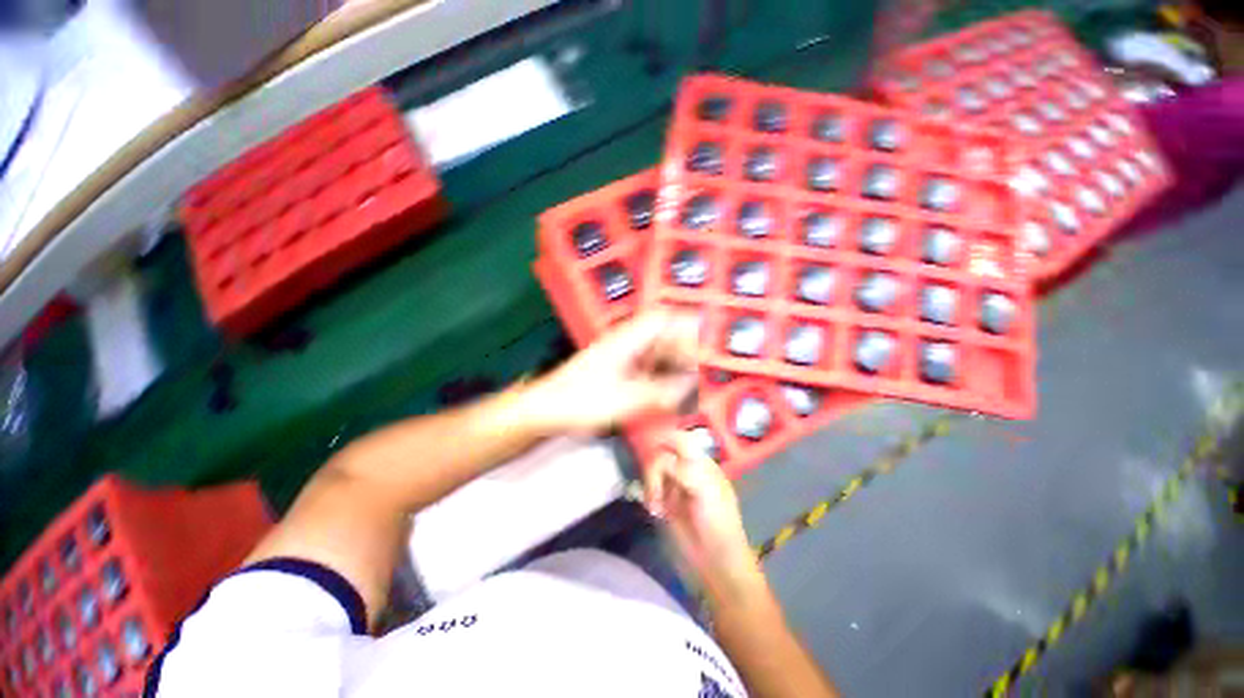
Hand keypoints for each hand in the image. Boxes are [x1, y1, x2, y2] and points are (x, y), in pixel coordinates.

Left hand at [524, 311, 698, 433]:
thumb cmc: (578, 400)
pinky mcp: (614, 369)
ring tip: (684, 381)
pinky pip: (644, 365)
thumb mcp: (624, 400)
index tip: (701, 343)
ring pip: (653, 350)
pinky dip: (657, 373)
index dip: (684, 325)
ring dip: (670, 362)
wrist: (545, 409)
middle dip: (681, 348)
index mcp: (625, 340)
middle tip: (695, 369)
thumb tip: (687, 387)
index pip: (661, 318)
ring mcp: (618, 355)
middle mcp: (623, 343)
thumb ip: (659, 393)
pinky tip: (663, 390)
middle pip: (660, 334)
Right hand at [644, 434, 764, 598]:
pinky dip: (648, 494)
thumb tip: (661, 459)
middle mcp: (686, 470)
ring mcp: (674, 487)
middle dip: (654, 466)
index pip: (681, 440)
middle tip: (653, 487)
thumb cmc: (718, 526)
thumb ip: (685, 469)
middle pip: (662, 452)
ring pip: (653, 469)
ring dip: (650, 483)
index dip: (666, 439)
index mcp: (702, 464)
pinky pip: (649, 487)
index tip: (649, 446)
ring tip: (655, 505)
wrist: (716, 567)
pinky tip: (654, 510)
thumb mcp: (707, 491)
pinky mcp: (664, 503)